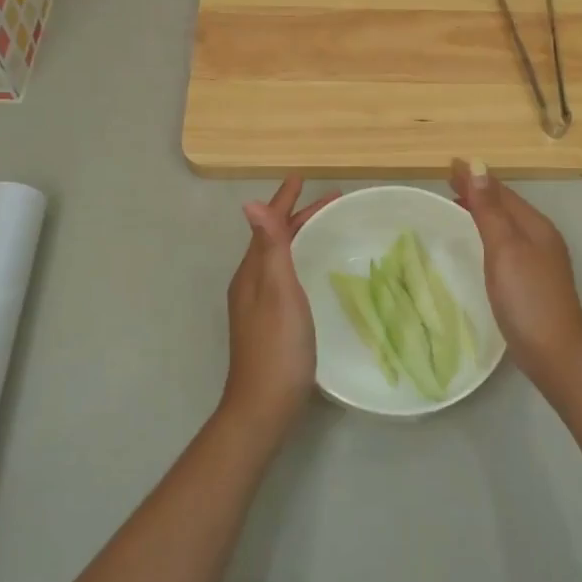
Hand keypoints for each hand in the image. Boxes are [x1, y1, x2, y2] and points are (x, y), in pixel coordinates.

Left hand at [224, 175, 337, 433]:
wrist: (265, 404)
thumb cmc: (277, 345)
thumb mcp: (277, 291)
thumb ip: (269, 248)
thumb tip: (250, 204)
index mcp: (251, 272)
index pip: (268, 225)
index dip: (285, 201)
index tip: (302, 177)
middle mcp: (251, 283)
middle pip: (274, 239)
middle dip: (298, 216)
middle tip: (331, 201)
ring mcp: (258, 304)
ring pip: (279, 257)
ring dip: (299, 236)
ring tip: (324, 226)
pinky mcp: (270, 321)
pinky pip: (284, 275)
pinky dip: (300, 258)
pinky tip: (314, 270)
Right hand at [450, 159, 581, 392]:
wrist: (556, 355)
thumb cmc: (528, 299)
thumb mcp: (505, 250)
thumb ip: (490, 210)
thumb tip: (478, 167)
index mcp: (536, 226)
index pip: (501, 192)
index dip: (476, 178)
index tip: (448, 165)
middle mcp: (541, 238)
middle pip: (506, 206)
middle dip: (478, 191)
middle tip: (447, 182)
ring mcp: (540, 262)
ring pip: (507, 225)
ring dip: (483, 212)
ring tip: (457, 206)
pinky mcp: (532, 282)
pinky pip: (506, 245)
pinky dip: (488, 234)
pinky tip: (477, 246)